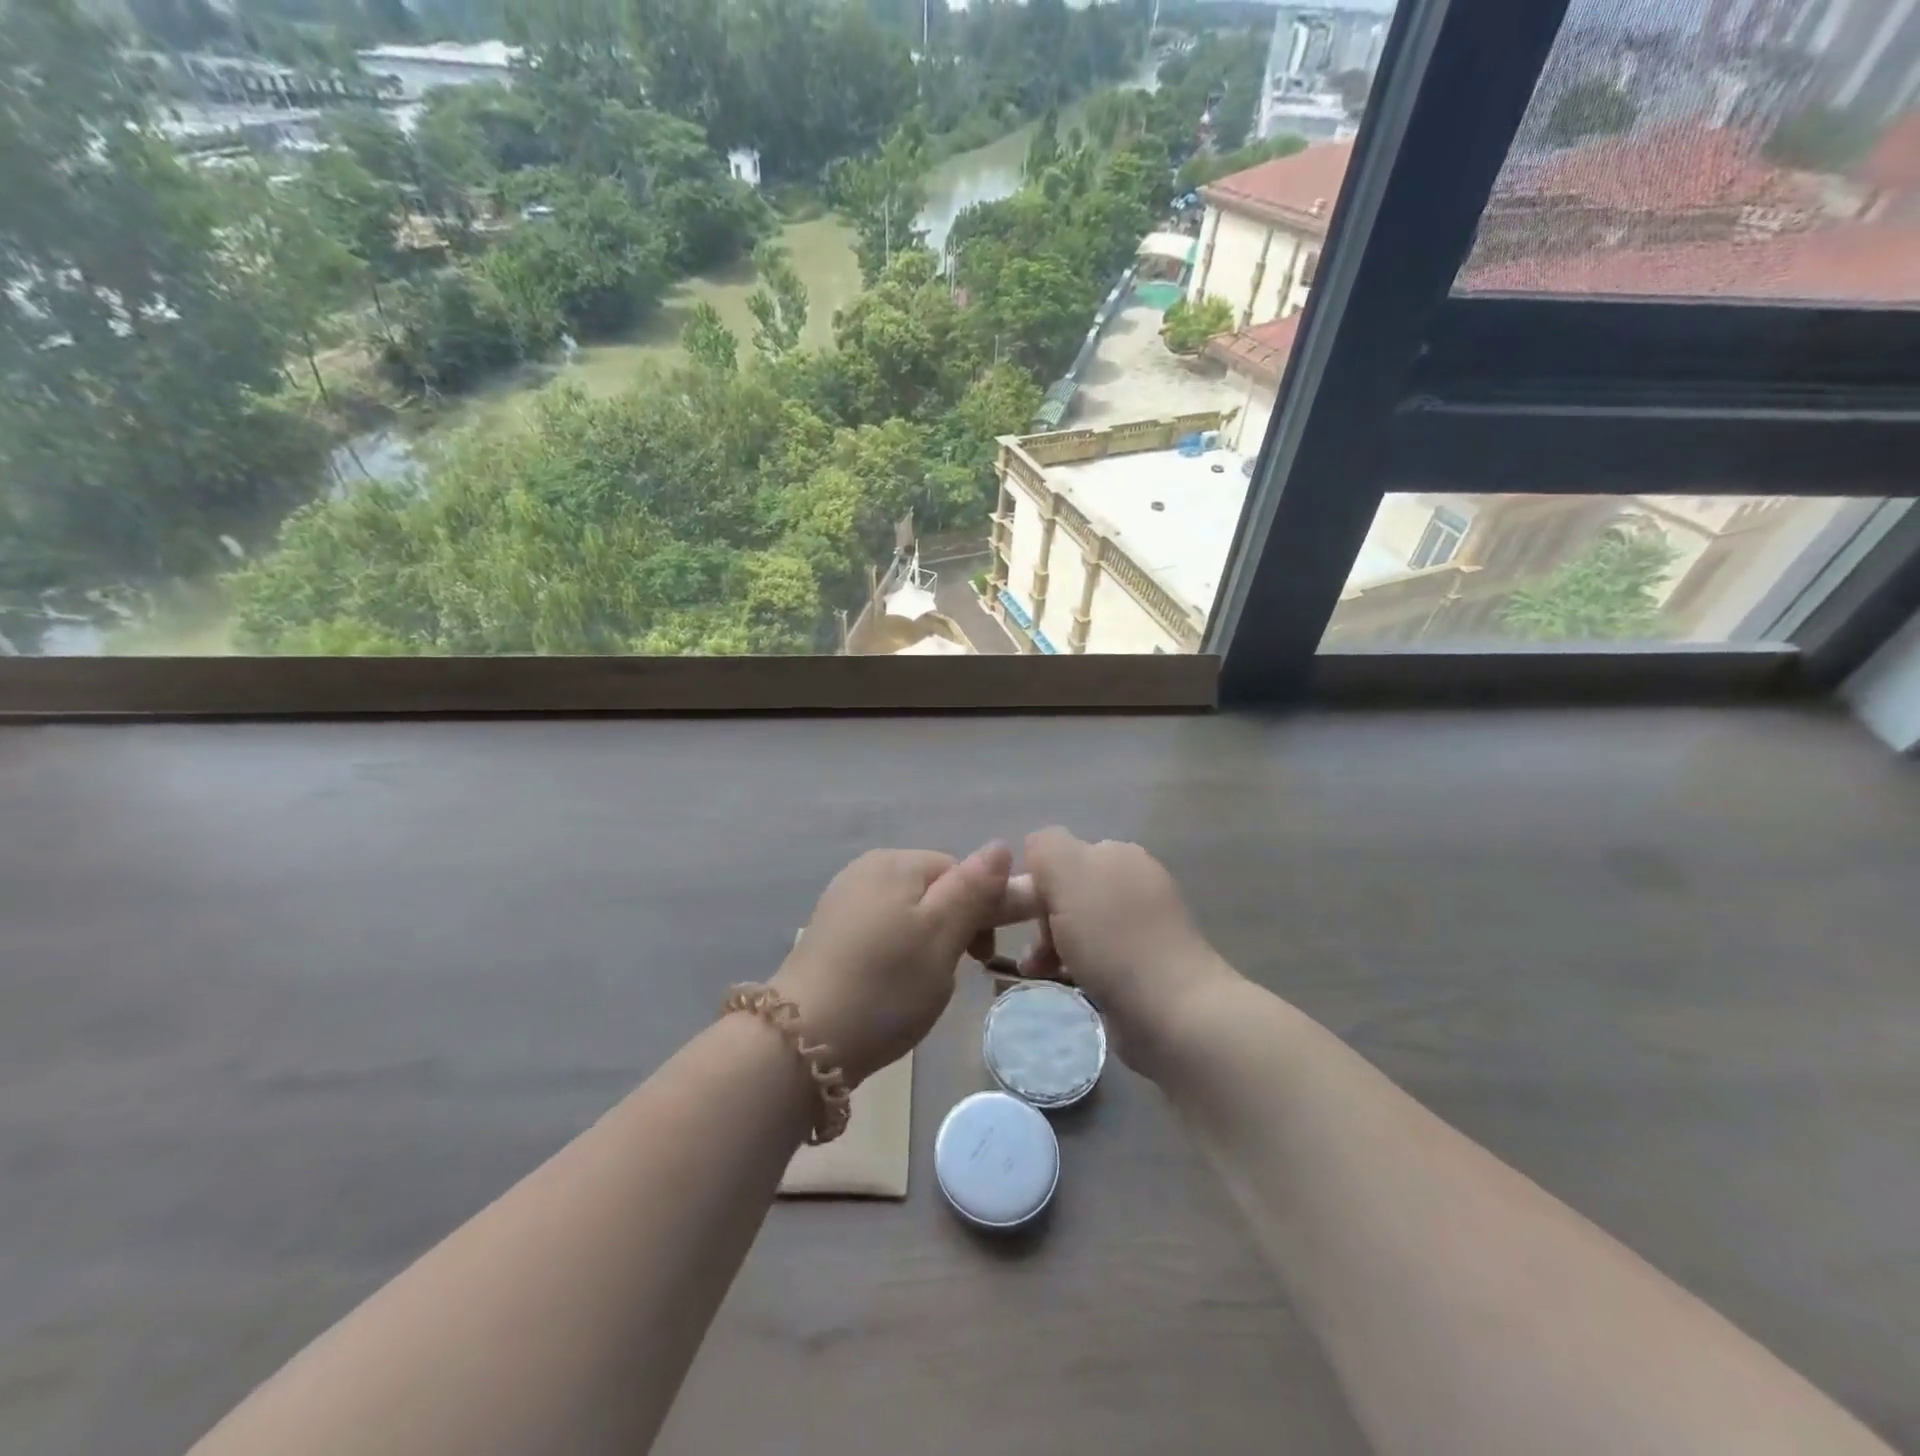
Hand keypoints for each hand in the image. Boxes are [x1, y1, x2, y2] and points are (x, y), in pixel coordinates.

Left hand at [772, 843, 1013, 1085]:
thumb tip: (1002, 845)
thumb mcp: (943, 936)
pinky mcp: (828, 933)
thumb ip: (974, 889)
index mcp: (896, 863)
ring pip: (907, 915)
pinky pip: (879, 932)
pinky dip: (893, 956)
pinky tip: (886, 987)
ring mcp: (842, 901)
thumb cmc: (886, 985)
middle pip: (932, 890)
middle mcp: (866, 870)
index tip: (979, 957)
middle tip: (947, 975)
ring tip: (917, 987)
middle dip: (950, 929)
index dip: (979, 910)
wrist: (804, 1040)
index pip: (959, 871)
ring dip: (923, 945)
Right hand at [1018, 827, 1238, 1074]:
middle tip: (1034, 952)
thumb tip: (1037, 850)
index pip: (1057, 855)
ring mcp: (1142, 924)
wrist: (1172, 1009)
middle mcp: (1132, 881)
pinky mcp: (1145, 964)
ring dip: (1053, 946)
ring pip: (1079, 926)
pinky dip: (1076, 967)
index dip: (1036, 882)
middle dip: (1042, 919)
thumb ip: (1046, 847)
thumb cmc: (1112, 938)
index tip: (1026, 915)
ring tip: (1040, 972)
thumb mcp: (1067, 873)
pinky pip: (1096, 956)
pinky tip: (1067, 983)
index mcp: (1117, 853)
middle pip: (1067, 891)